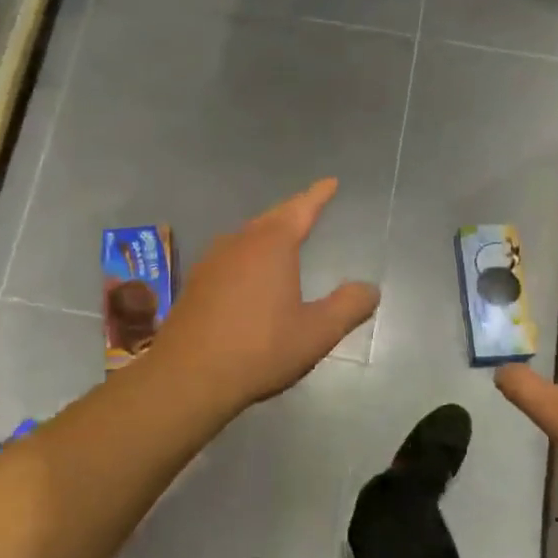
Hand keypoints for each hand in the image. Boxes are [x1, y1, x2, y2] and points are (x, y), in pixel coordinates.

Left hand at [151, 180, 379, 411]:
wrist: (188, 376)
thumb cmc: (259, 349)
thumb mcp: (316, 332)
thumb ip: (348, 307)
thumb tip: (370, 288)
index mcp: (271, 245)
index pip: (301, 209)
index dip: (318, 195)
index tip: (330, 182)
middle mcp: (238, 243)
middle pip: (271, 218)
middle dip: (292, 212)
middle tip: (309, 207)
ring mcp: (211, 262)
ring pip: (246, 237)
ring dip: (266, 233)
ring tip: (281, 238)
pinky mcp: (195, 284)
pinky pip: (229, 257)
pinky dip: (247, 255)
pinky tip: (247, 273)